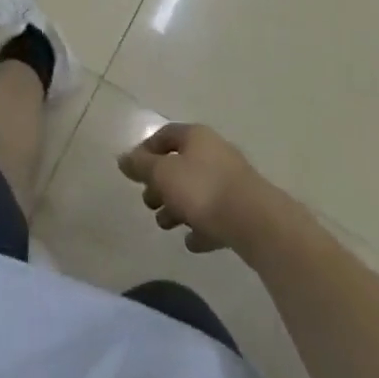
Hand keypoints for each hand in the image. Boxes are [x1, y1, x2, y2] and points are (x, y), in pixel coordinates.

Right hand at [118, 122, 277, 253]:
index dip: (146, 151)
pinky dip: (201, 226)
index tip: (134, 173)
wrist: (255, 222)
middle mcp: (214, 152)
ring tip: (166, 225)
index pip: (165, 135)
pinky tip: (192, 242)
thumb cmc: (202, 189)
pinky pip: (215, 215)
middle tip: (149, 203)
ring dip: (178, 207)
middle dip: (161, 185)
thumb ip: (141, 166)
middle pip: (180, 164)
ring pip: (196, 191)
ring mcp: (231, 181)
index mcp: (196, 137)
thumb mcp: (163, 174)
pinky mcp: (242, 209)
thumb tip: (123, 158)